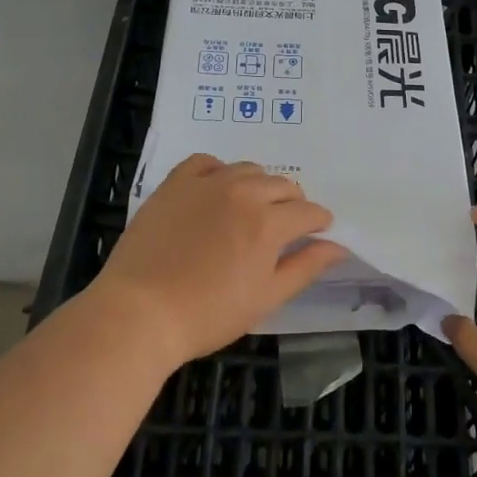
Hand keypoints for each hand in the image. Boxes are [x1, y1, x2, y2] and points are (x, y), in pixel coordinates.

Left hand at [89, 153, 347, 368]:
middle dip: (292, 204)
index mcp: (269, 222)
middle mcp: (243, 192)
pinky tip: (216, 190)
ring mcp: (206, 183)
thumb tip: (337, 246)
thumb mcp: (266, 298)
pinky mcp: (175, 182)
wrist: (139, 313)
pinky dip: (219, 171)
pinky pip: (207, 162)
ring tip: (250, 210)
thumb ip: (305, 267)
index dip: (318, 223)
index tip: (317, 233)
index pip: (309, 211)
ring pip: (249, 170)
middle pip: (283, 185)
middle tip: (282, 229)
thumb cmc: (207, 314)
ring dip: (260, 186)